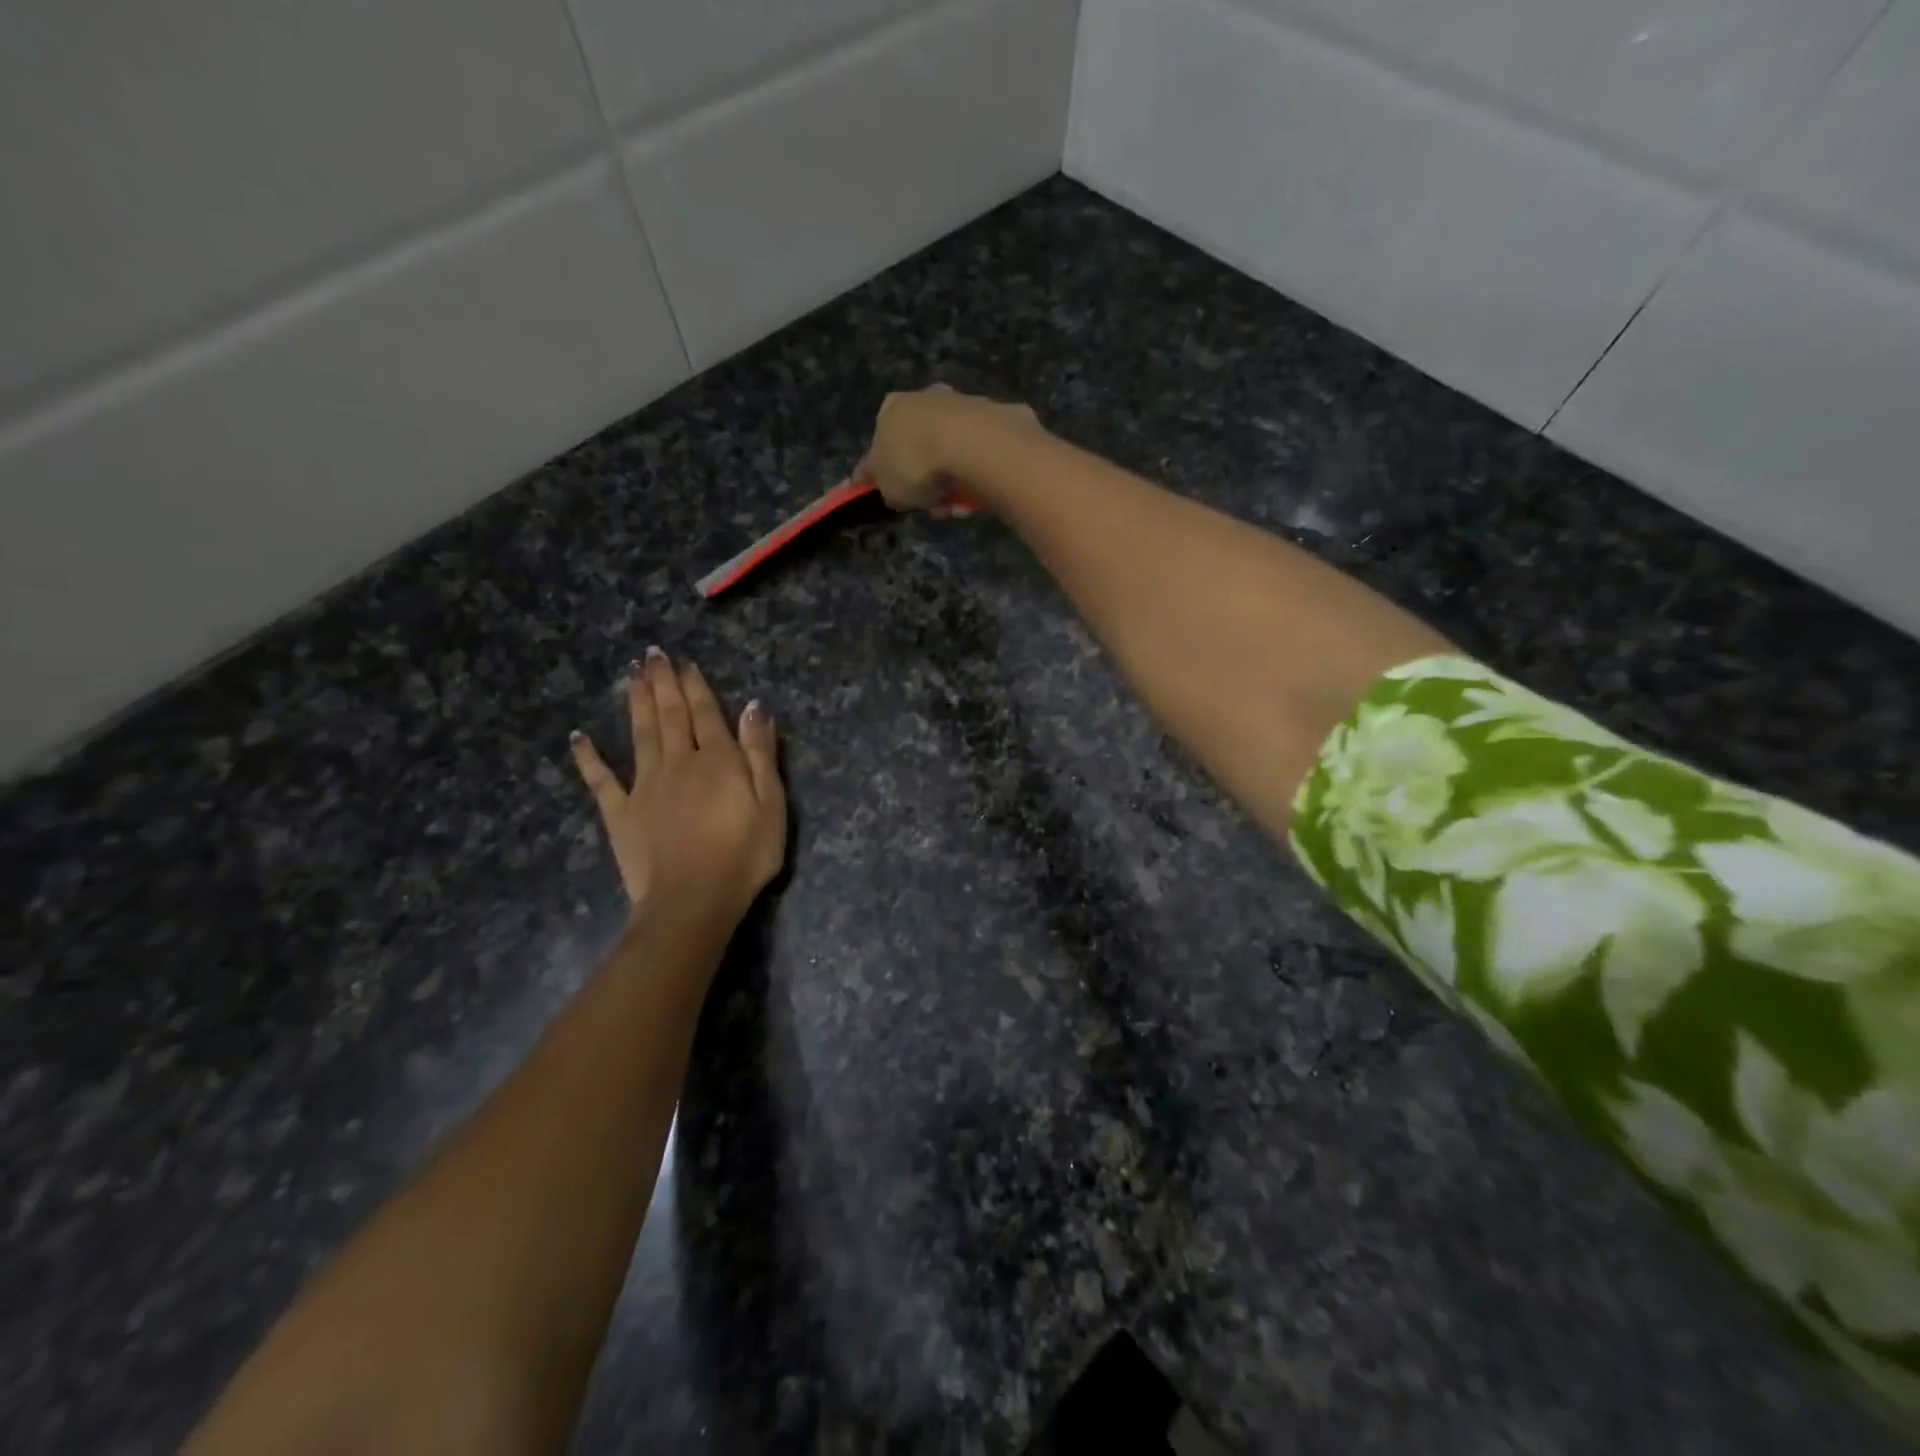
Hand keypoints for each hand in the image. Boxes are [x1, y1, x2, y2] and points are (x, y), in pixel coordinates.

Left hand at [570, 650, 786, 924]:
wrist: (692, 900)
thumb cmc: (743, 855)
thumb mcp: (772, 804)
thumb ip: (761, 754)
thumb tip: (753, 707)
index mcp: (717, 760)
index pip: (705, 713)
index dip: (695, 685)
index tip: (684, 662)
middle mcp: (677, 763)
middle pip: (669, 715)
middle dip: (662, 682)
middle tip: (651, 654)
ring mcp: (644, 786)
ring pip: (639, 734)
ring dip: (634, 703)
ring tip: (629, 675)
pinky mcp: (620, 813)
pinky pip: (601, 780)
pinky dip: (589, 757)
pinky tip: (578, 737)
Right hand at [853, 384, 1040, 514]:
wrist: (972, 446)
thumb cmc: (916, 464)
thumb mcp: (886, 486)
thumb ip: (880, 483)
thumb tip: (876, 482)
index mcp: (892, 407)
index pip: (883, 442)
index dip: (889, 473)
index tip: (900, 497)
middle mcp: (927, 397)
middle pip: (923, 447)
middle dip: (929, 480)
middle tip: (935, 506)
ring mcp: (964, 403)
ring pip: (954, 453)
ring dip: (955, 484)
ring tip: (959, 507)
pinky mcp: (997, 416)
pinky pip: (981, 455)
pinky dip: (978, 475)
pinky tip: (979, 495)